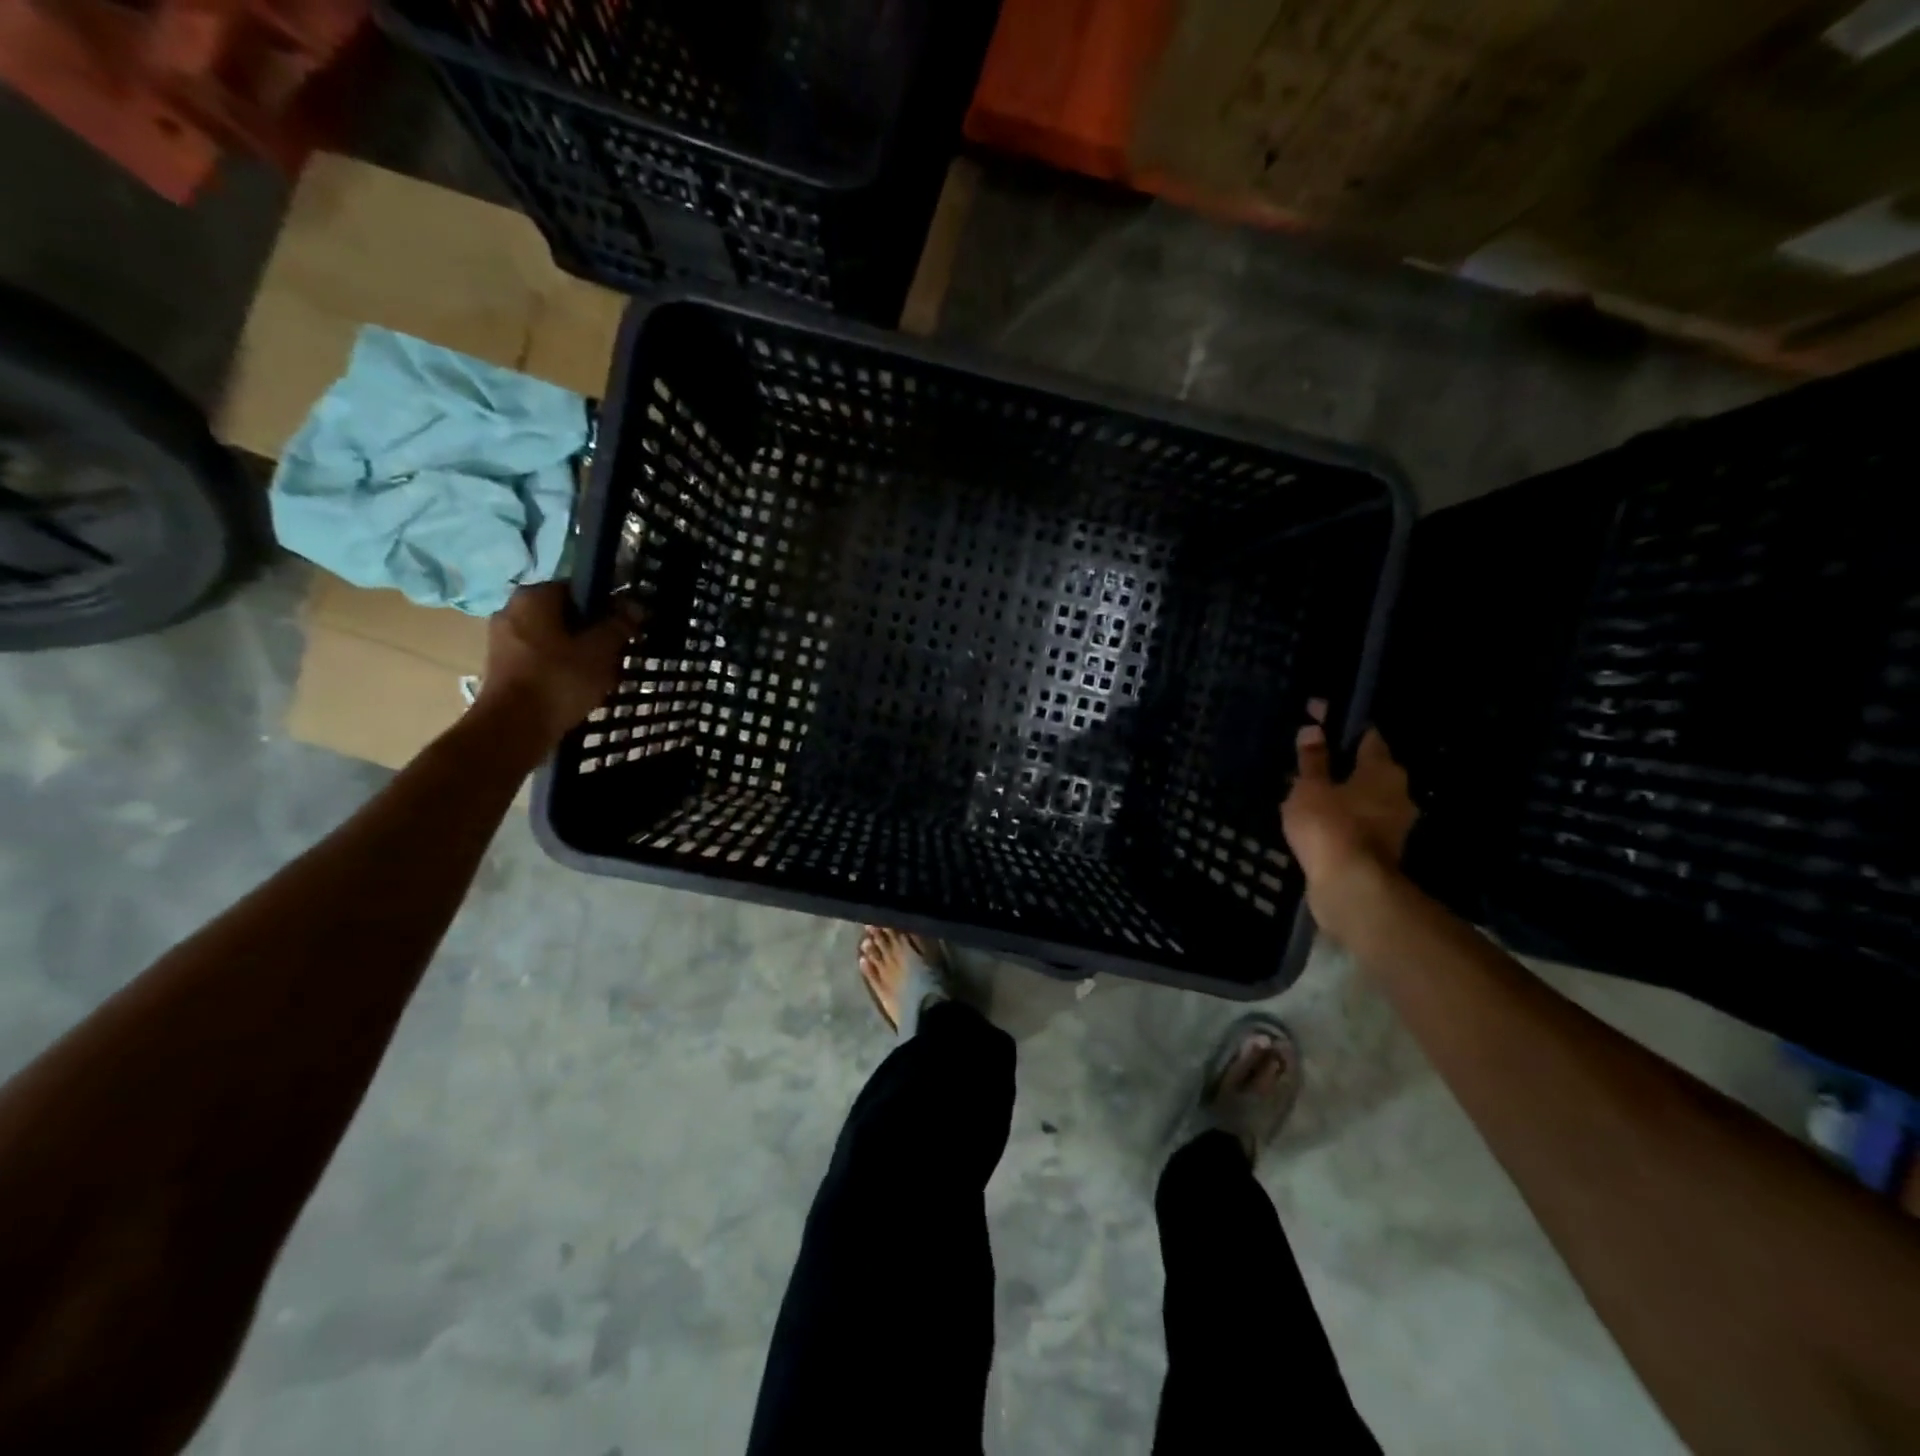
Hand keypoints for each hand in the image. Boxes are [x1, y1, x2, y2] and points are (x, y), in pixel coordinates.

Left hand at [476, 582, 640, 750]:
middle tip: (616, 654)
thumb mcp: (600, 651)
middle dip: (593, 632)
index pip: (579, 589)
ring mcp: (503, 639)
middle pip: (566, 615)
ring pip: (554, 637)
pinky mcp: (502, 666)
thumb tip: (634, 606)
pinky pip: (541, 657)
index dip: (607, 606)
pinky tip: (577, 687)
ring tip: (601, 675)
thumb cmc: (559, 680)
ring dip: (579, 652)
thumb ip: (618, 625)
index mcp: (534, 597)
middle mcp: (512, 610)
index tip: (625, 627)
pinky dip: (560, 667)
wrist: (513, 728)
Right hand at [1281, 701, 1416, 918]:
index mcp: (1384, 768)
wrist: (1351, 888)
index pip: (1366, 734)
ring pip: (1366, 796)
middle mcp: (1398, 791)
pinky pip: (1361, 821)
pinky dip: (1343, 817)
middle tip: (1309, 759)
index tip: (1317, 718)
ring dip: (1343, 793)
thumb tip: (1313, 730)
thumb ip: (1312, 760)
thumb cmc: (1330, 826)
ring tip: (1309, 792)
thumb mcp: (1310, 788)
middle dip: (1342, 762)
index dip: (1340, 724)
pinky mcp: (1384, 849)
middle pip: (1369, 767)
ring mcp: (1395, 823)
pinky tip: (1320, 820)